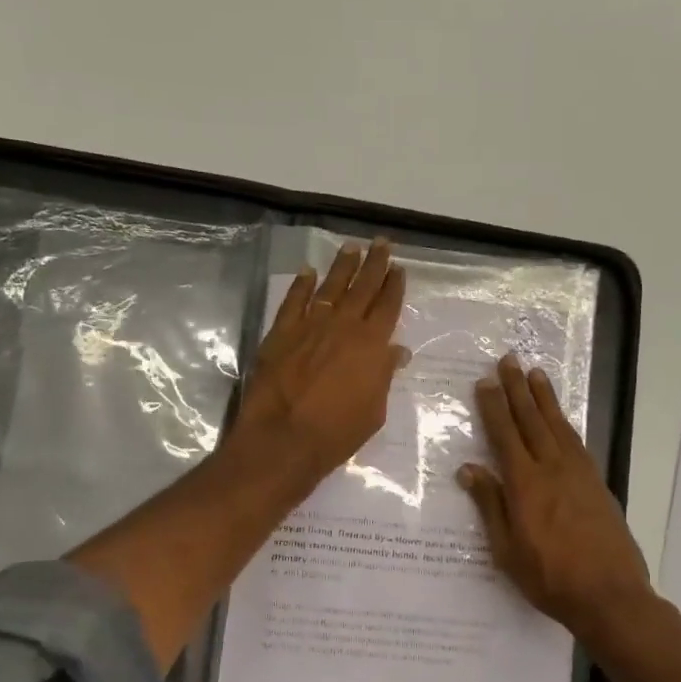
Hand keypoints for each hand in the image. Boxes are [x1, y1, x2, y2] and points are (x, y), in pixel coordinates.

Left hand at [231, 239, 409, 487]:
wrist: (283, 438)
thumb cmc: (336, 433)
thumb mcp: (374, 411)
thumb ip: (383, 376)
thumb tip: (395, 352)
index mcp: (372, 345)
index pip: (388, 306)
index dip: (394, 286)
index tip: (399, 268)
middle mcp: (344, 326)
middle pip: (363, 287)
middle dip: (374, 264)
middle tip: (382, 243)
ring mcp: (310, 326)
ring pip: (330, 286)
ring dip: (343, 266)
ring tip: (352, 247)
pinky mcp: (281, 333)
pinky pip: (294, 301)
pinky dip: (302, 285)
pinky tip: (308, 272)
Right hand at [459, 355, 653, 637]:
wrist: (609, 594)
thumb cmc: (549, 578)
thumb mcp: (507, 549)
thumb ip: (491, 505)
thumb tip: (469, 469)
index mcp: (525, 484)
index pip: (505, 434)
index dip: (494, 406)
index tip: (485, 381)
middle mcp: (553, 469)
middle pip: (532, 420)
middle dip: (518, 389)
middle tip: (509, 360)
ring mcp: (579, 474)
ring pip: (558, 426)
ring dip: (545, 398)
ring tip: (536, 374)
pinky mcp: (597, 483)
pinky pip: (577, 441)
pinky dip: (565, 422)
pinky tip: (561, 418)